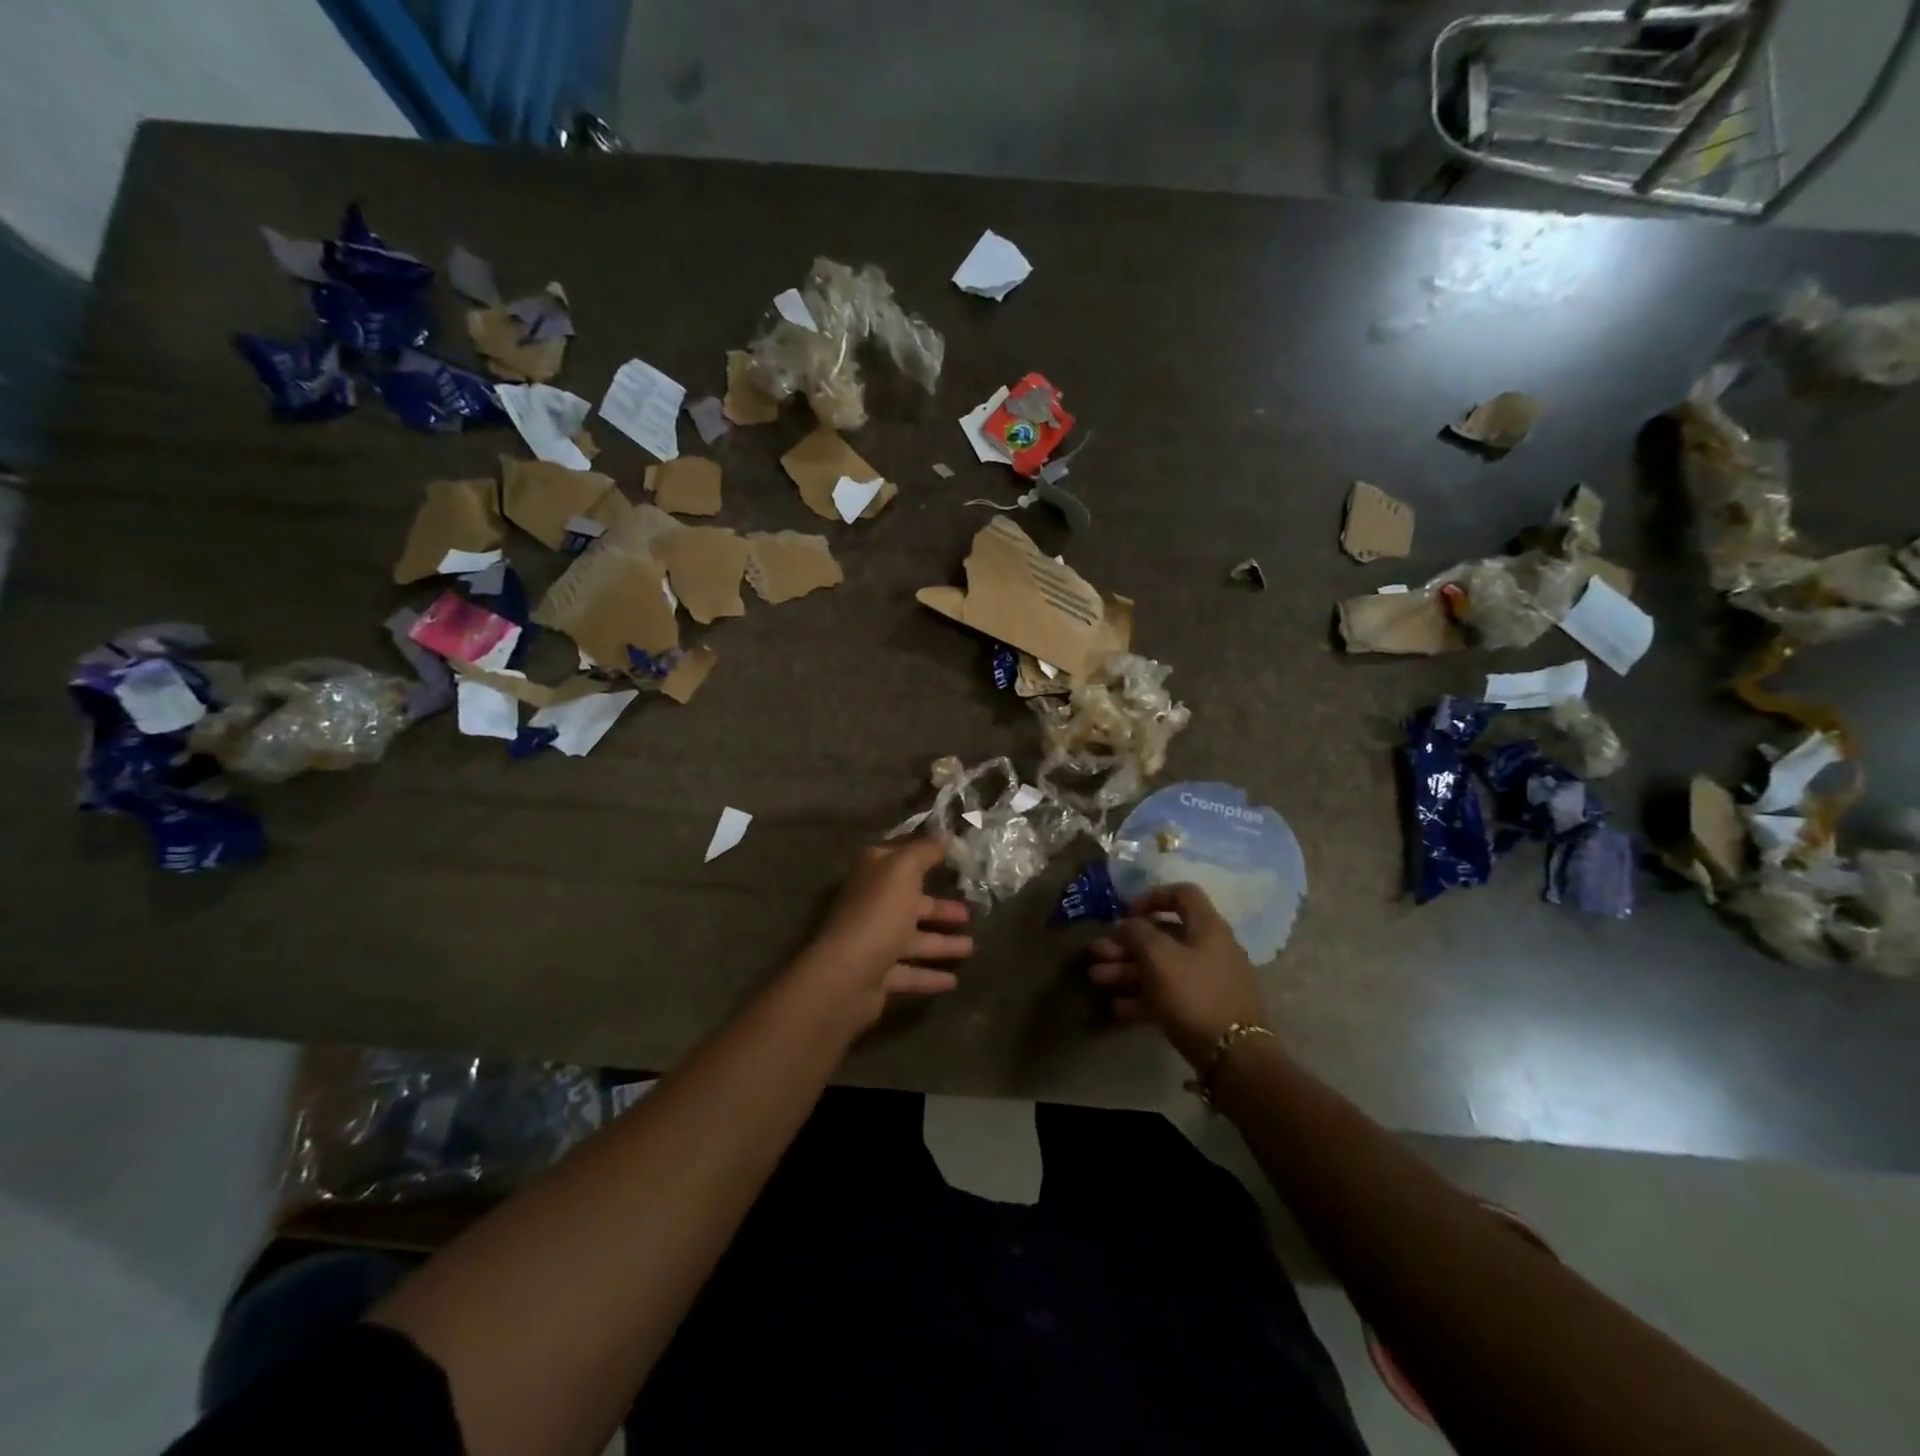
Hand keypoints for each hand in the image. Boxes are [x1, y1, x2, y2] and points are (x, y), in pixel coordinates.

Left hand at [792, 838, 972, 1031]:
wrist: (846, 975)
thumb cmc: (878, 914)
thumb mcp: (903, 870)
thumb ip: (925, 850)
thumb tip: (944, 833)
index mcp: (873, 874)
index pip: (902, 856)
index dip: (926, 854)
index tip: (955, 856)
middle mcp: (871, 904)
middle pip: (911, 902)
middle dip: (941, 908)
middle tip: (970, 913)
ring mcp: (873, 941)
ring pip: (913, 939)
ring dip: (942, 943)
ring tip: (972, 948)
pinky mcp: (877, 975)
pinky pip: (910, 973)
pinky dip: (930, 976)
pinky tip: (954, 981)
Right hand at [1088, 884, 1267, 1069]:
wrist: (1234, 1056)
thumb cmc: (1193, 993)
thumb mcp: (1158, 956)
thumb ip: (1138, 932)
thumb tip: (1128, 924)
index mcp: (1207, 927)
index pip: (1182, 894)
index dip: (1152, 896)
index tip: (1126, 912)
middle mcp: (1210, 948)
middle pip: (1163, 936)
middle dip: (1126, 944)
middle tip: (1097, 953)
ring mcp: (1208, 981)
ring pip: (1162, 967)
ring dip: (1127, 970)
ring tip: (1097, 979)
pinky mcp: (1204, 1010)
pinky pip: (1169, 995)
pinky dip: (1143, 997)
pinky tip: (1117, 1008)